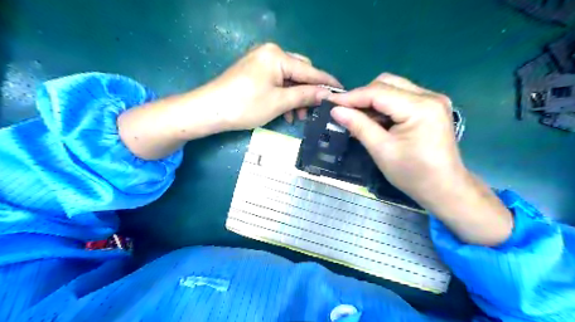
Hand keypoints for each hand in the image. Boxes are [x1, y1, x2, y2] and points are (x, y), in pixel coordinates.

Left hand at [207, 43, 339, 130]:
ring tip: (297, 117)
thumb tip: (327, 94)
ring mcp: (261, 62)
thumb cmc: (245, 105)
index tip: (342, 91)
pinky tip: (286, 113)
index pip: (310, 70)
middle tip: (314, 111)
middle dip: (308, 92)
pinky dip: (284, 97)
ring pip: (288, 80)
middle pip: (300, 72)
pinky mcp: (255, 72)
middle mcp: (270, 53)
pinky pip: (277, 82)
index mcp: (277, 56)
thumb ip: (305, 95)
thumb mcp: (279, 102)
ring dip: (296, 97)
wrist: (209, 110)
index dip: (326, 82)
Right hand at [328, 73, 460, 203]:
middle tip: (345, 112)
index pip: (378, 92)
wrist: (444, 188)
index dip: (351, 97)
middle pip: (387, 84)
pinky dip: (384, 105)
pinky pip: (401, 97)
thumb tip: (335, 110)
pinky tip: (375, 120)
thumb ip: (359, 126)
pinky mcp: (430, 107)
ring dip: (372, 100)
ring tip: (358, 117)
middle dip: (362, 96)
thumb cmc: (413, 174)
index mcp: (420, 107)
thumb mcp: (382, 150)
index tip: (330, 103)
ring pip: (393, 88)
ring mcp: (432, 100)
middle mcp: (429, 96)